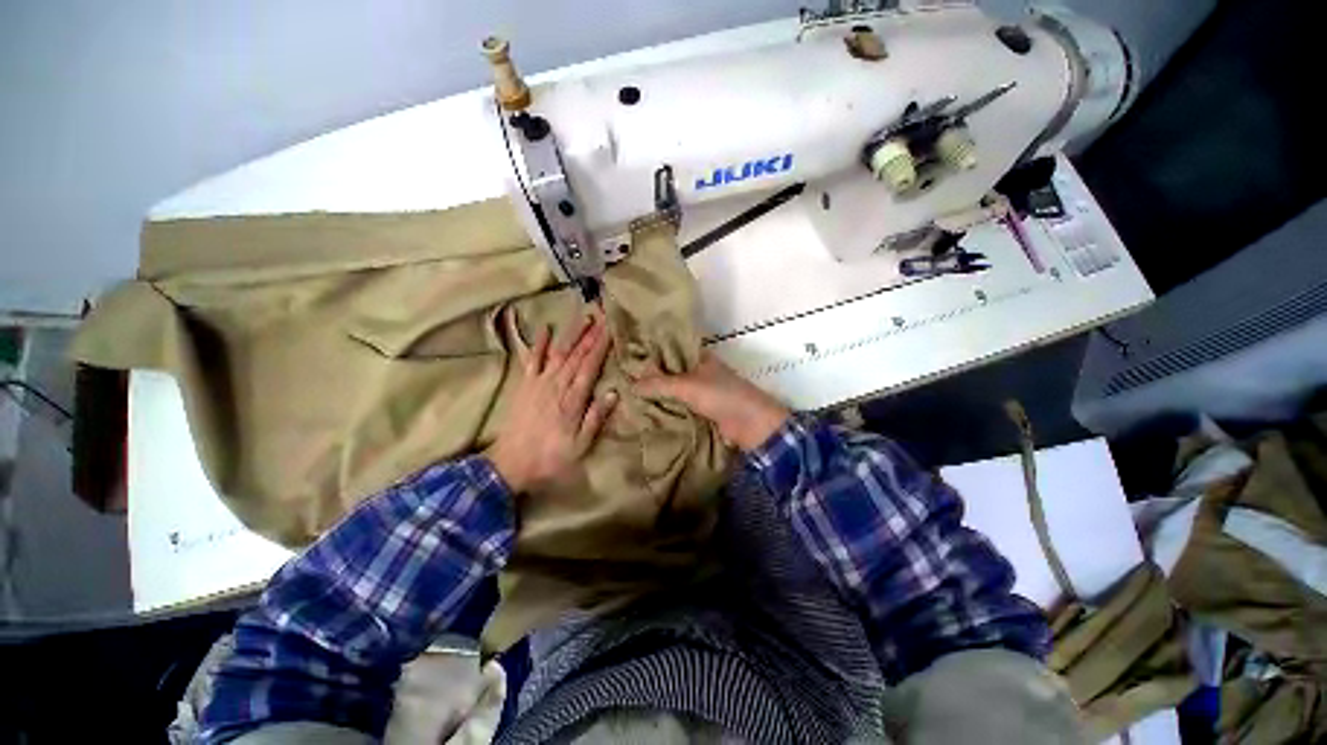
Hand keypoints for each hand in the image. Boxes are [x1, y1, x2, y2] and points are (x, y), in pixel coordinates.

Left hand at [488, 310, 616, 493]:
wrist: (510, 465)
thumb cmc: (550, 458)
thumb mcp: (580, 445)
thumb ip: (595, 418)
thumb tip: (613, 393)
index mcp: (572, 400)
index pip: (590, 367)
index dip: (600, 347)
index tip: (610, 329)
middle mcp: (556, 386)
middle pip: (575, 355)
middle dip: (590, 334)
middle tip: (601, 315)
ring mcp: (538, 383)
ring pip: (558, 353)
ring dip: (571, 334)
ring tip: (583, 317)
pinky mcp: (524, 385)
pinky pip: (531, 360)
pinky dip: (538, 343)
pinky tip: (544, 328)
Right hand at [634, 353, 789, 451]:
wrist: (750, 424)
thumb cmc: (721, 396)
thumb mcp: (687, 386)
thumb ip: (659, 384)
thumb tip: (631, 384)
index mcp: (699, 357)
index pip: (670, 350)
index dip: (651, 354)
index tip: (628, 359)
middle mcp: (698, 371)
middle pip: (670, 371)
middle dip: (651, 377)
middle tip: (623, 381)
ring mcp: (701, 391)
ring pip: (674, 390)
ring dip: (658, 395)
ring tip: (629, 397)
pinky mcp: (702, 410)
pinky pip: (679, 406)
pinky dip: (666, 409)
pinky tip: (647, 413)